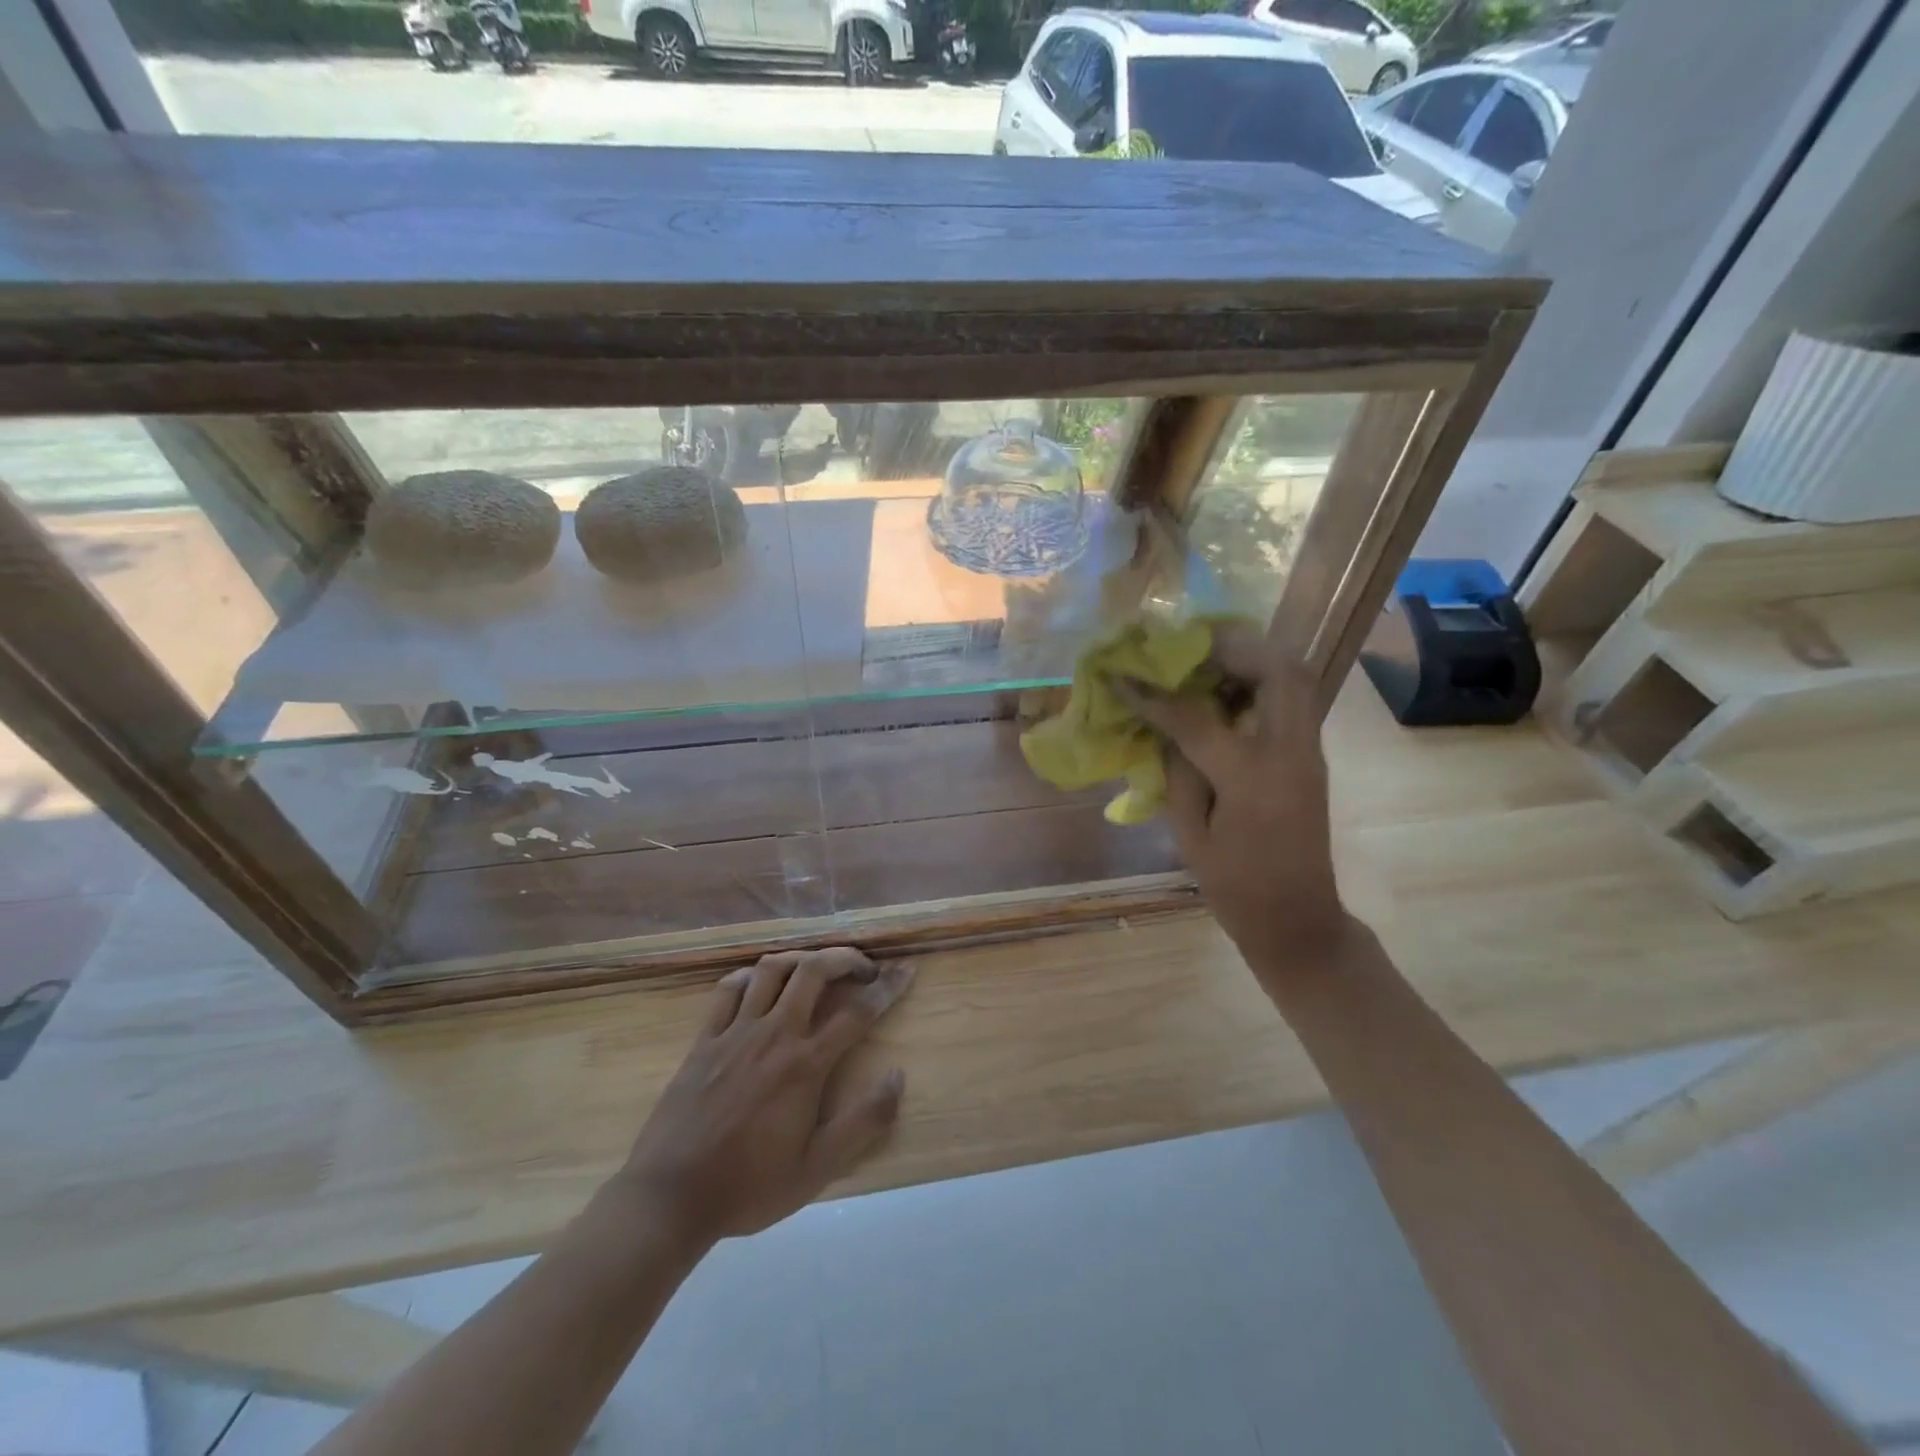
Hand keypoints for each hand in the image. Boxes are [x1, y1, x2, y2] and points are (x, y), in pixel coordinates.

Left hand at [618, 948, 913, 1247]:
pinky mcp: (704, 1039)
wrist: (669, 1198)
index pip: (857, 1013)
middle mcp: (774, 1034)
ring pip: (771, 969)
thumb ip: (862, 1122)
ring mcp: (735, 1032)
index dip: (887, 987)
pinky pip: (728, 989)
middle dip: (845, 957)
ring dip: (801, 959)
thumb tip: (898, 1075)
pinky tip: (759, 982)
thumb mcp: (816, 1169)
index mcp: (804, 1065)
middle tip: (863, 967)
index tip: (906, 970)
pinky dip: (750, 976)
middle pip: (813, 971)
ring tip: (816, 968)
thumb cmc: (749, 1187)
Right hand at [1119, 624, 1348, 973]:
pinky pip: (1292, 697)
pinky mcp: (1311, 755)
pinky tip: (1224, 690)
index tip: (1124, 674)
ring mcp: (1309, 752)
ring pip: (1296, 676)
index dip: (1155, 694)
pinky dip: (1260, 679)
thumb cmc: (1236, 888)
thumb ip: (1178, 771)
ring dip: (1251, 657)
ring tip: (1205, 660)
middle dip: (1231, 646)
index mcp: (1251, 779)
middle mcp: (1290, 753)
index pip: (1197, 718)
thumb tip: (1165, 723)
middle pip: (1277, 670)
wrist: (1299, 920)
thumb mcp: (1190, 835)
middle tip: (1187, 647)